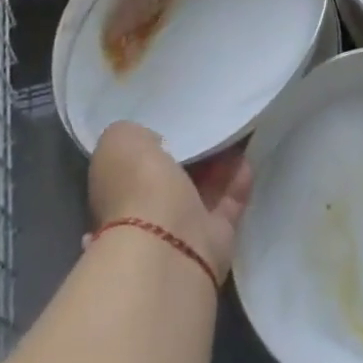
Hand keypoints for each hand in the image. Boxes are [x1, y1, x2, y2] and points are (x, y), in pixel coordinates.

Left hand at [88, 122, 253, 279]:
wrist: (166, 243)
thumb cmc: (137, 185)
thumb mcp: (120, 140)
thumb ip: (133, 134)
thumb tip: (151, 139)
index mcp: (115, 191)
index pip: (134, 162)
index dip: (152, 140)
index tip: (173, 119)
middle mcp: (144, 213)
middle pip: (171, 176)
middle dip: (190, 152)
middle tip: (208, 122)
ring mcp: (179, 229)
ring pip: (202, 189)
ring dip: (218, 163)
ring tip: (234, 131)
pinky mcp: (212, 239)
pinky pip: (227, 203)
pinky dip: (237, 181)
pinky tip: (247, 157)